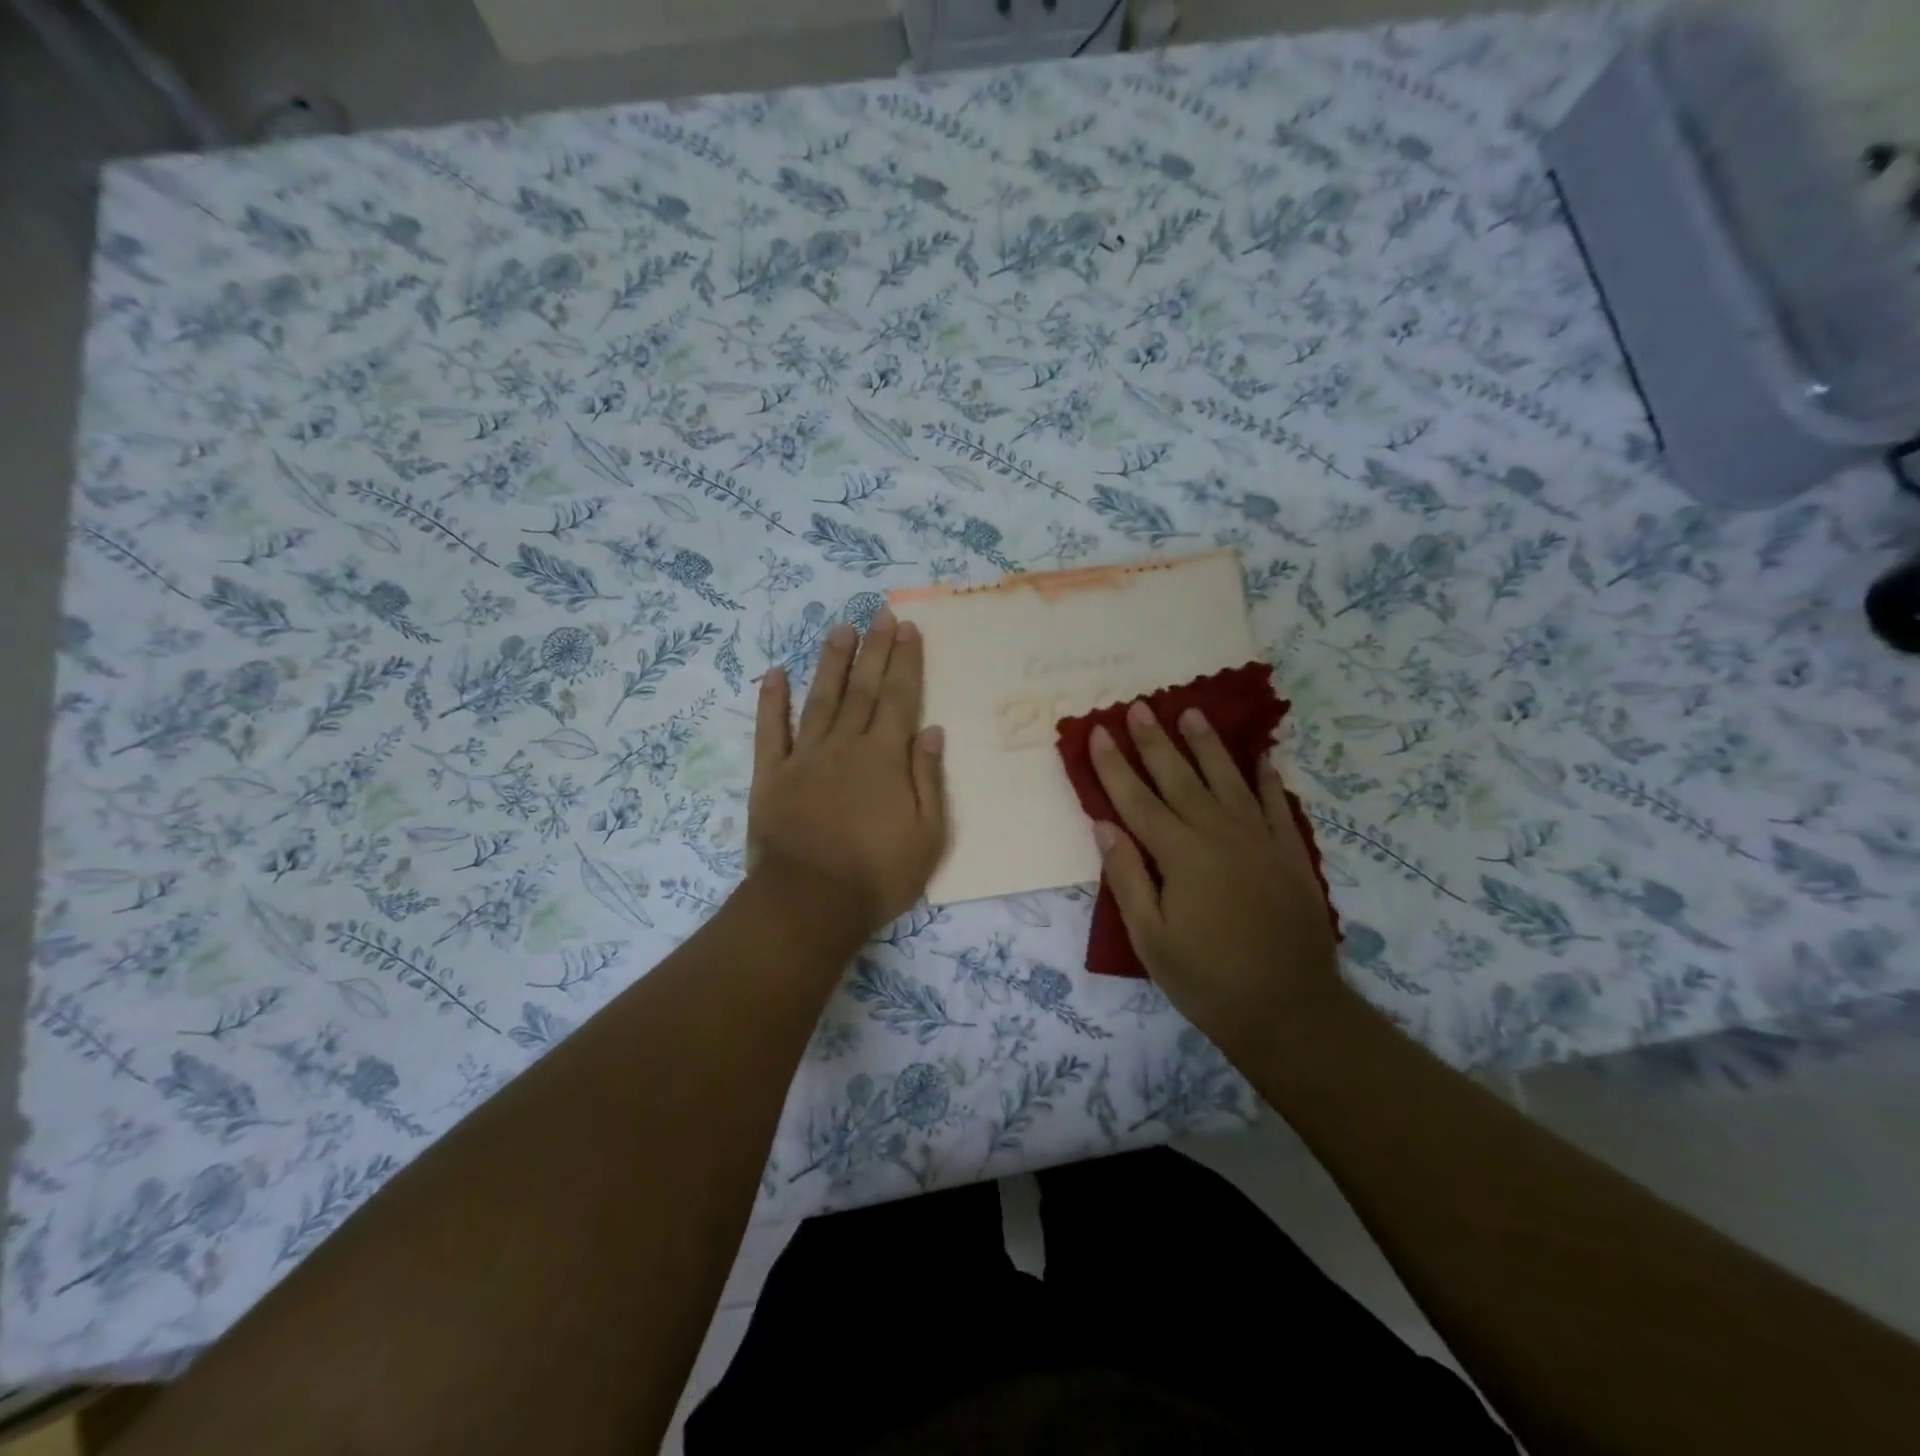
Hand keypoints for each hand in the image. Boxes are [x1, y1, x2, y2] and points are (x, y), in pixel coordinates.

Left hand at [748, 610, 947, 935]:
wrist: (808, 903)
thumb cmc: (877, 874)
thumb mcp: (927, 835)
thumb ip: (928, 778)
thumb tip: (931, 730)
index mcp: (885, 757)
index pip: (899, 697)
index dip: (905, 661)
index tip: (908, 628)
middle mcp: (845, 745)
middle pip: (863, 688)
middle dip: (874, 649)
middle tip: (880, 613)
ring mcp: (804, 757)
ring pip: (820, 699)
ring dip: (831, 662)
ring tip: (840, 630)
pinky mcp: (771, 776)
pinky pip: (771, 731)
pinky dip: (772, 701)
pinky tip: (776, 673)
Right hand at [1090, 701, 1339, 1051]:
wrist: (1291, 1010)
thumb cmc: (1207, 979)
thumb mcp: (1151, 939)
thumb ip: (1127, 877)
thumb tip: (1105, 825)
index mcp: (1180, 854)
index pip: (1137, 799)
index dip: (1113, 765)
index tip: (1098, 730)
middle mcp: (1219, 834)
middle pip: (1180, 777)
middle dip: (1154, 741)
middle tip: (1139, 706)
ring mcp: (1259, 839)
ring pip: (1227, 779)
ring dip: (1206, 745)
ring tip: (1191, 713)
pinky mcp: (1290, 852)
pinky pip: (1275, 804)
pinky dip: (1266, 778)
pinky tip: (1260, 758)